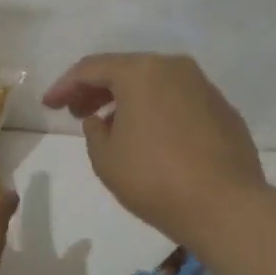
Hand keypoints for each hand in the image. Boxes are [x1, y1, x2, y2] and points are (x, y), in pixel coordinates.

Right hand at [42, 53, 265, 251]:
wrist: (227, 207)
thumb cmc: (155, 178)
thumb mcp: (105, 158)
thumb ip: (94, 131)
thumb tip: (102, 119)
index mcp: (141, 71)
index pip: (91, 68)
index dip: (65, 85)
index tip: (48, 105)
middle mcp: (174, 68)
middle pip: (126, 70)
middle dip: (96, 90)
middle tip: (75, 112)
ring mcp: (204, 87)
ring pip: (155, 84)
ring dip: (128, 100)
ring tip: (111, 126)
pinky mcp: (224, 110)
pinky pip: (180, 101)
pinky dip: (158, 112)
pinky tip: (151, 138)